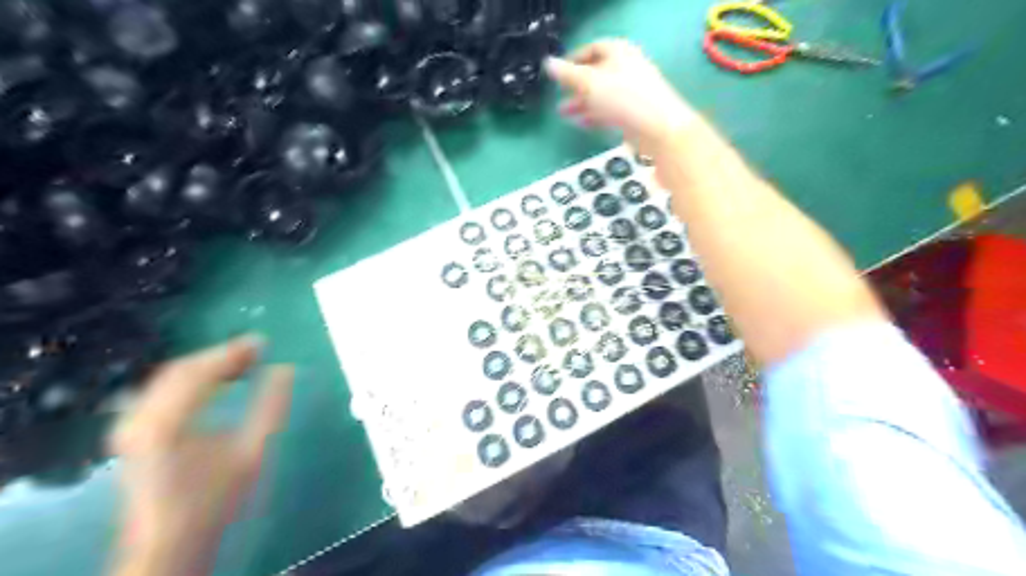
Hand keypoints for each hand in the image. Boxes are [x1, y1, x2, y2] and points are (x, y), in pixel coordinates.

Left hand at [108, 337, 291, 574]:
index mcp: (167, 421)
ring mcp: (130, 425)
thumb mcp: (252, 452)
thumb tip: (286, 368)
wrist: (169, 543)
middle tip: (256, 351)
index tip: (263, 342)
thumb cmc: (214, 499)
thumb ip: (271, 407)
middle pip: (181, 369)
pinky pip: (162, 391)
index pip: (200, 371)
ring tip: (241, 364)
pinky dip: (191, 380)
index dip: (233, 352)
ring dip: (206, 366)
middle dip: (220, 356)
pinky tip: (213, 385)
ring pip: (169, 378)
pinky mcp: (132, 433)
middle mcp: (140, 417)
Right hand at [544, 38, 696, 151]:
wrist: (658, 128)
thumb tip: (548, 63)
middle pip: (596, 73)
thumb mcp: (589, 83)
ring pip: (602, 94)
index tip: (557, 74)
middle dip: (575, 86)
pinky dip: (595, 115)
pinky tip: (582, 124)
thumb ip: (567, 75)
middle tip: (558, 96)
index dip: (573, 60)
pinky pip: (610, 110)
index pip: (592, 49)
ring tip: (564, 114)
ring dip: (582, 103)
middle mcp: (627, 68)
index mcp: (619, 52)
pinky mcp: (635, 112)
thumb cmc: (622, 98)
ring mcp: (632, 91)